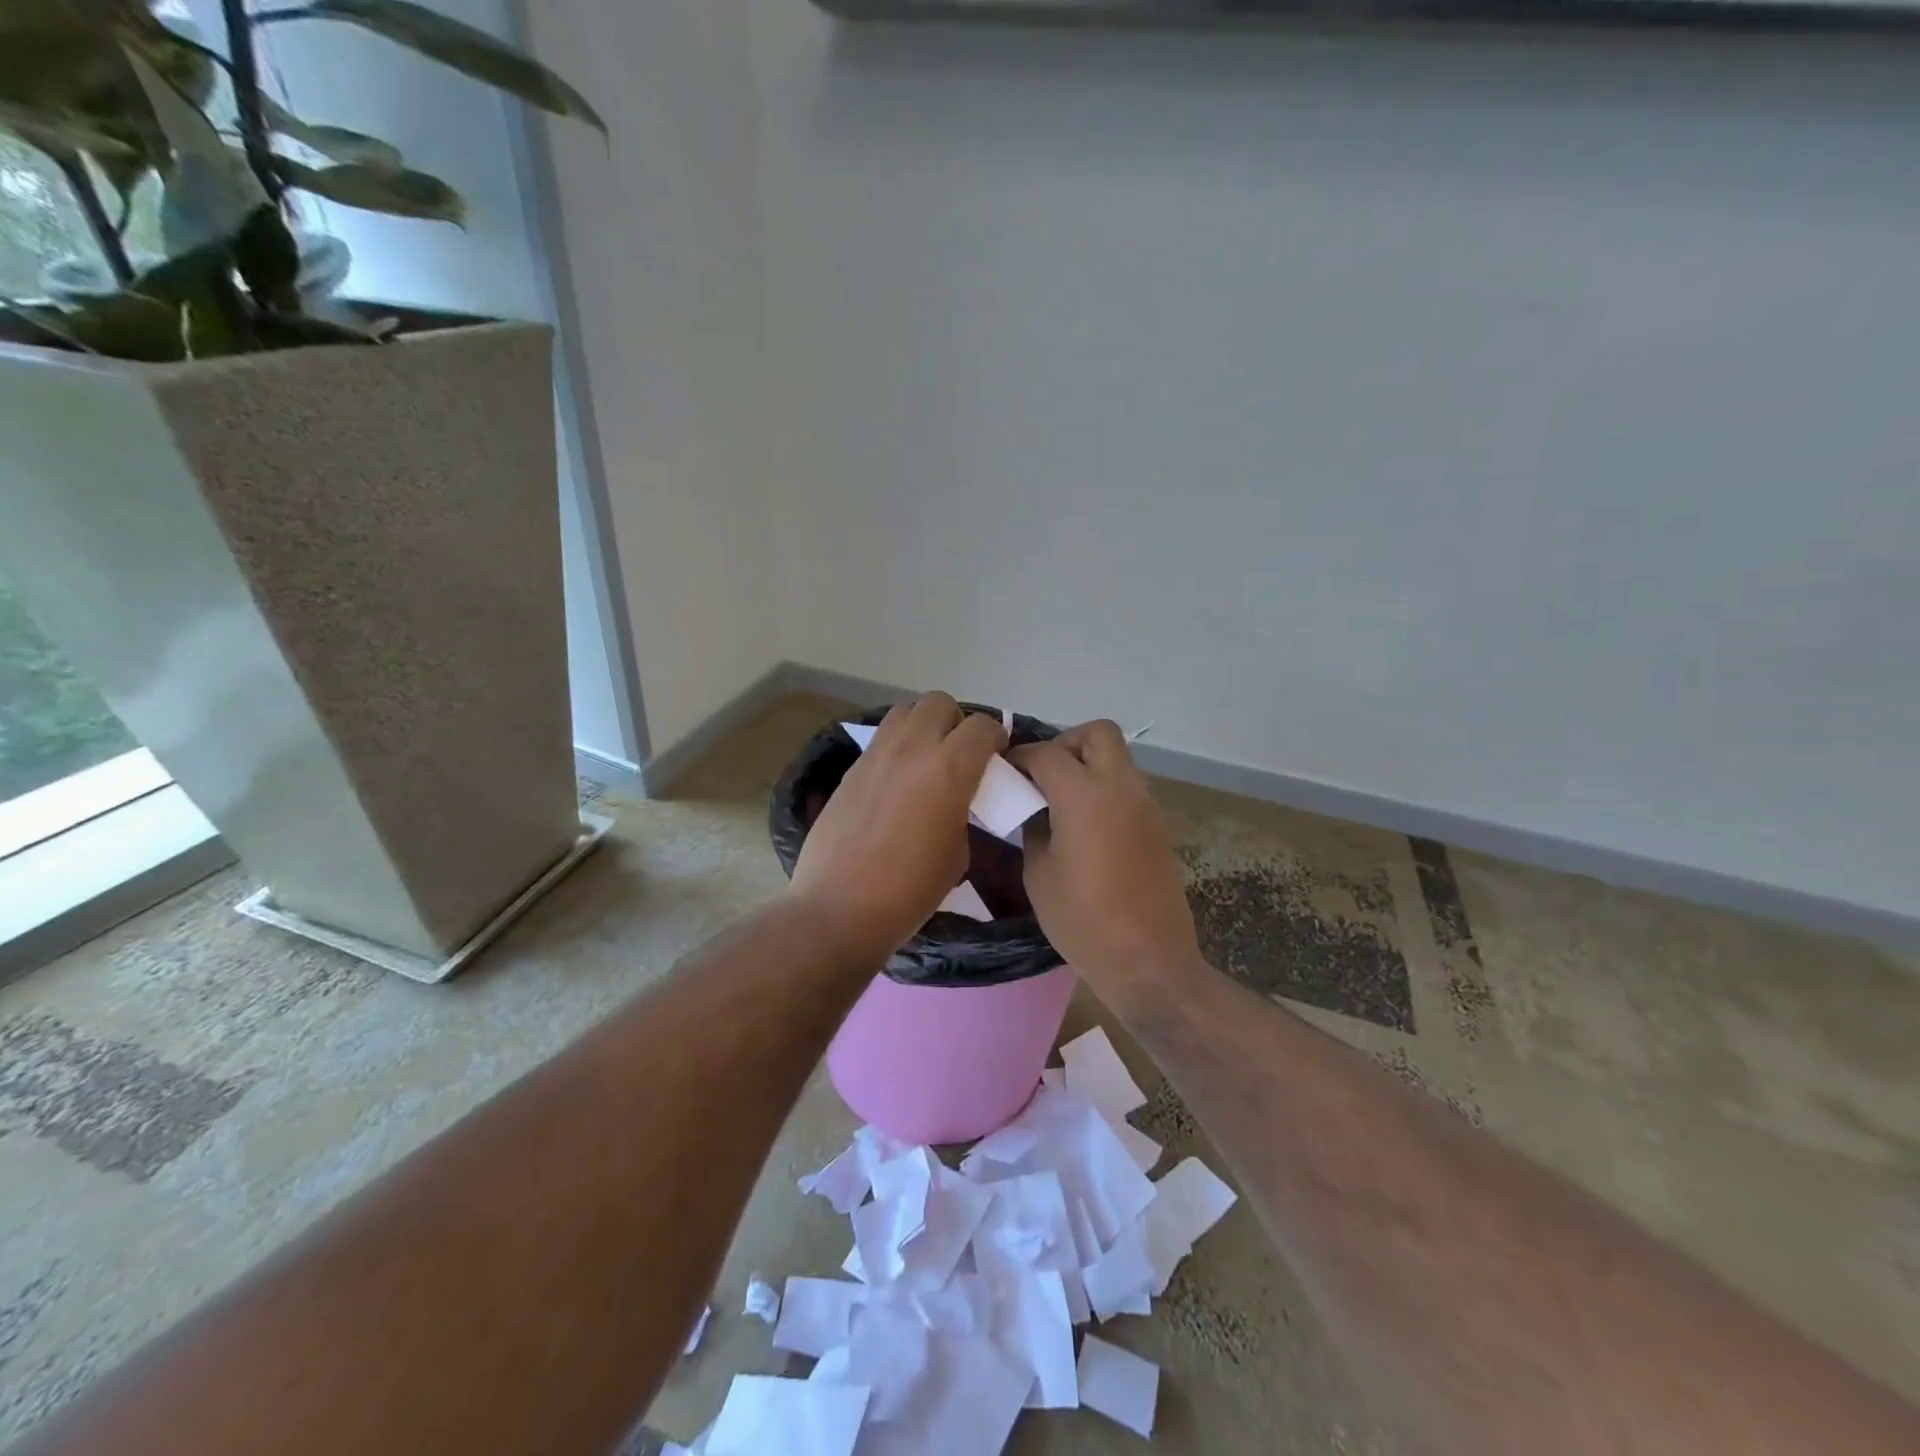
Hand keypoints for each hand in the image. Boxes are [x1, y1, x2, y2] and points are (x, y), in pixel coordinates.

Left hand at [790, 693, 1006, 966]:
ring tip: (927, 758)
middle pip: (940, 703)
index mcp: (949, 768)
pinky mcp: (851, 768)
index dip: (995, 737)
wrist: (840, 907)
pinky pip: (882, 738)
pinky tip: (898, 779)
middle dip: (957, 722)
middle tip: (960, 754)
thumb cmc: (910, 890)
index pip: (982, 726)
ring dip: (924, 725)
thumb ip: (963, 811)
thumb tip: (956, 800)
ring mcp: (876, 754)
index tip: (997, 757)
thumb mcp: (958, 853)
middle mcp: (912, 748)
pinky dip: (897, 746)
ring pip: (906, 710)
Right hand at [1011, 721, 1202, 991]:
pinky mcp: (1157, 825)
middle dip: (1066, 743)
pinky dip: (1103, 789)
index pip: (1048, 753)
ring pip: (1116, 758)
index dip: (1021, 756)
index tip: (1004, 770)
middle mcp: (1121, 788)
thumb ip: (1033, 828)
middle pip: (1098, 733)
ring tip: (1059, 800)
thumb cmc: (1082, 920)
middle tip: (1043, 775)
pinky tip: (1083, 824)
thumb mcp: (1039, 874)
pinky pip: (1127, 786)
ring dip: (1087, 765)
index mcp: (1085, 796)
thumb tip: (1034, 808)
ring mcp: (1145, 805)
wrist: (1148, 961)